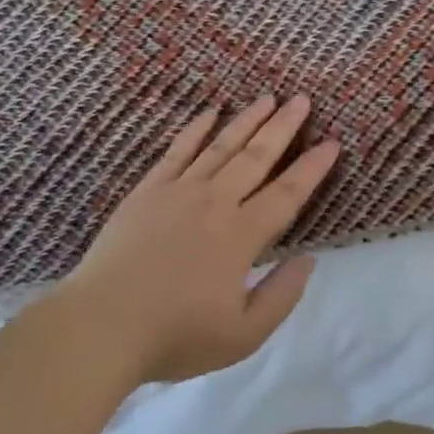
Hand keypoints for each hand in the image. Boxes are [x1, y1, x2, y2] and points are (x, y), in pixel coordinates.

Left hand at [58, 94, 339, 384]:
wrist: (101, 326)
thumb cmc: (176, 336)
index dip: (313, 167)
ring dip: (248, 120)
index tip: (332, 142)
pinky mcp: (147, 191)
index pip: (287, 193)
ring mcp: (178, 192)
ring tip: (267, 97)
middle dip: (283, 127)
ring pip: (221, 146)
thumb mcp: (244, 335)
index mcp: (242, 236)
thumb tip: (308, 259)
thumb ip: (282, 295)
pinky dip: (196, 129)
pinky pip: (178, 151)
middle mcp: (215, 203)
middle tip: (302, 99)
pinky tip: (211, 112)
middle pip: (257, 157)